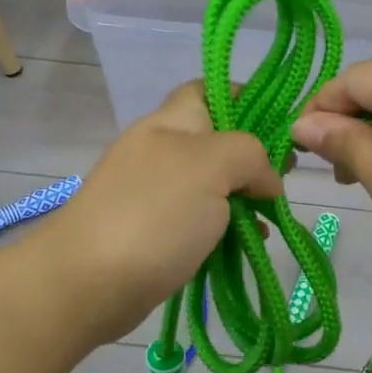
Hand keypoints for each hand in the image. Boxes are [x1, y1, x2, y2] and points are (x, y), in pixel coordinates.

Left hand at [44, 83, 281, 342]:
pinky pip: (198, 220)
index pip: (210, 90)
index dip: (246, 98)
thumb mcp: (211, 166)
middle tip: (283, 179)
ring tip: (271, 217)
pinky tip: (246, 243)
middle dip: (254, 157)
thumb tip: (267, 180)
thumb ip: (250, 155)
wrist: (87, 282)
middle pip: (217, 140)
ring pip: (211, 184)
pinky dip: (225, 228)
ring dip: (243, 197)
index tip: (280, 126)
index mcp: (172, 123)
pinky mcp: (153, 232)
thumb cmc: (153, 213)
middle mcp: (162, 150)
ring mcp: (154, 193)